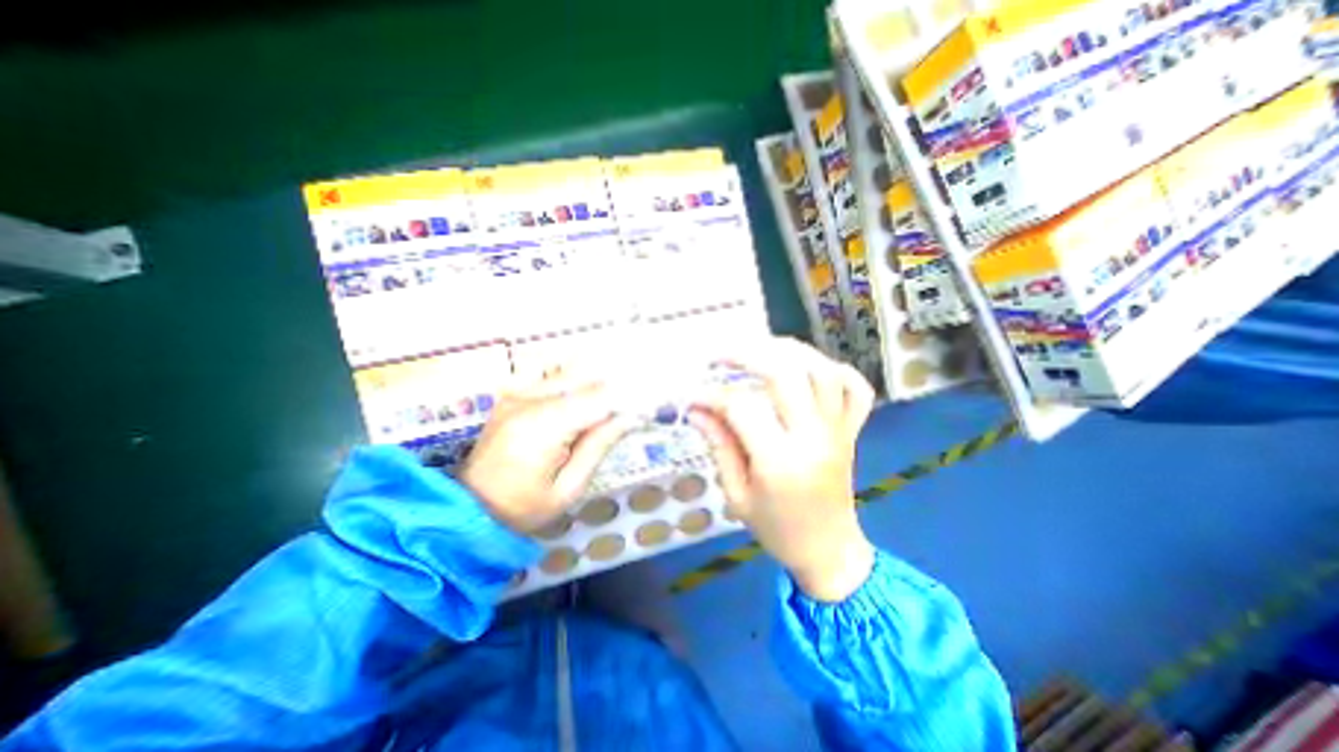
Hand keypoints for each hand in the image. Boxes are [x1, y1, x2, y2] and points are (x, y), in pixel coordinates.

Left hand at [463, 370, 634, 532]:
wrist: (470, 509)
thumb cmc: (523, 508)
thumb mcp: (569, 488)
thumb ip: (599, 445)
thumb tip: (630, 416)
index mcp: (542, 427)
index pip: (597, 399)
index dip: (627, 396)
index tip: (649, 402)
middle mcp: (527, 400)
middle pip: (584, 376)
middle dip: (616, 382)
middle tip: (638, 394)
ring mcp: (515, 392)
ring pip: (568, 369)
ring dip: (597, 375)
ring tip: (618, 387)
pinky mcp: (511, 393)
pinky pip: (547, 370)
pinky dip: (571, 373)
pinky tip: (585, 382)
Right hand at [691, 338, 880, 602]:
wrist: (829, 551)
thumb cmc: (777, 530)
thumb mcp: (737, 495)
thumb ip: (719, 446)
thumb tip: (696, 410)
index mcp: (780, 461)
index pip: (742, 407)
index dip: (712, 395)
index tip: (693, 396)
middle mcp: (813, 437)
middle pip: (786, 373)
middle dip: (748, 354)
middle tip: (721, 357)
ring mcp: (838, 430)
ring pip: (822, 370)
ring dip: (789, 351)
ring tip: (760, 351)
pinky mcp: (852, 431)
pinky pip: (857, 389)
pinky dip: (835, 369)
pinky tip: (809, 369)